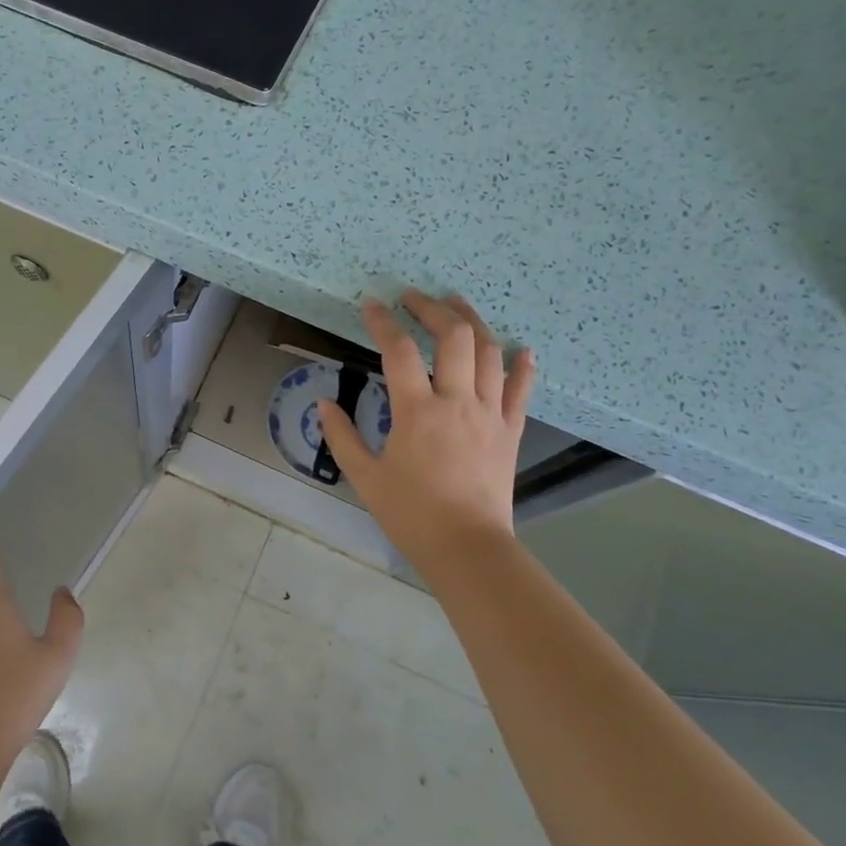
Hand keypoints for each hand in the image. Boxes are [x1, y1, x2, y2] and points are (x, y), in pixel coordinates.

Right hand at [317, 290, 535, 579]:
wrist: (468, 549)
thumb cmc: (412, 515)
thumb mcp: (365, 477)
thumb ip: (341, 436)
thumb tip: (323, 402)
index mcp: (417, 412)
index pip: (399, 351)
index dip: (383, 323)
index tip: (371, 305)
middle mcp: (458, 402)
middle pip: (453, 337)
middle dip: (432, 308)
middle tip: (414, 297)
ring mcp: (490, 414)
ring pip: (489, 353)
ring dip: (472, 321)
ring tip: (456, 303)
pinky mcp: (510, 431)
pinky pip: (521, 390)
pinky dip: (522, 366)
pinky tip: (521, 349)